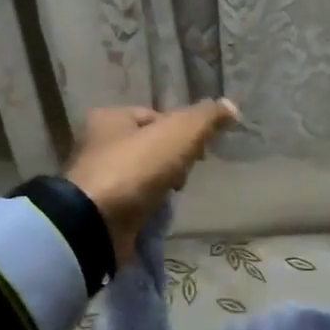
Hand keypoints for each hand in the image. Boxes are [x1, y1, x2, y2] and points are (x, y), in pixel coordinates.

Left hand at [64, 99, 238, 261]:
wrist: (97, 222)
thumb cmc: (136, 168)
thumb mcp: (179, 132)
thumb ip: (206, 117)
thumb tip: (231, 107)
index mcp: (110, 117)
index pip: (156, 116)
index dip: (182, 131)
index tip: (198, 151)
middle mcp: (98, 144)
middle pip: (151, 146)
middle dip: (174, 160)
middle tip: (185, 175)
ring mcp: (97, 179)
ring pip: (144, 174)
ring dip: (163, 184)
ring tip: (173, 196)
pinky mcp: (100, 208)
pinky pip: (135, 200)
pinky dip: (149, 205)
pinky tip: (160, 212)